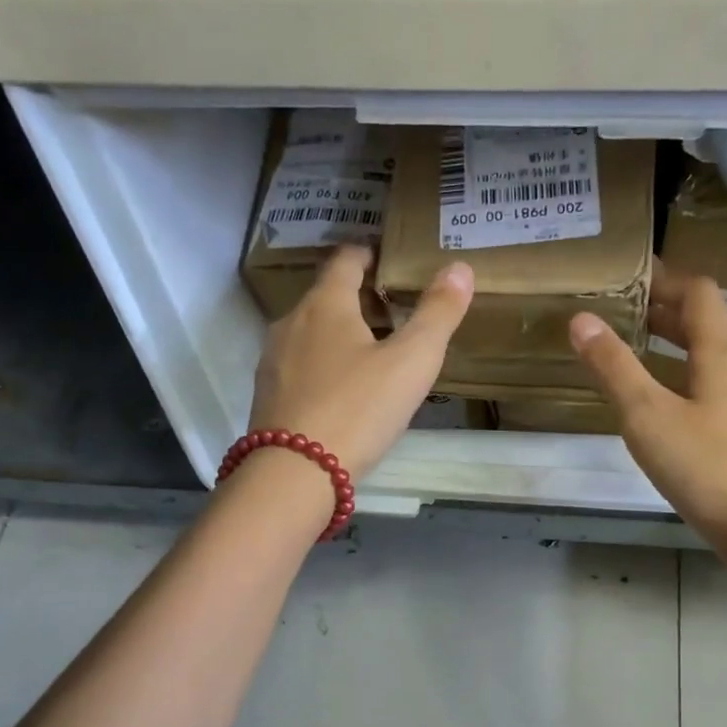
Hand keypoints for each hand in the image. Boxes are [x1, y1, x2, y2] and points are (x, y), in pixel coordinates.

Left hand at [249, 246, 473, 478]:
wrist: (293, 473)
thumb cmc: (358, 410)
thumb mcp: (411, 363)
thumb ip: (437, 314)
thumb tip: (460, 267)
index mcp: (326, 304)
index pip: (345, 259)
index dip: (368, 253)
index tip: (387, 257)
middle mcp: (291, 322)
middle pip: (326, 296)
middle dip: (357, 298)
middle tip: (392, 312)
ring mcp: (272, 359)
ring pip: (310, 333)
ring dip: (338, 334)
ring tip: (370, 354)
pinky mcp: (267, 394)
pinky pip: (299, 366)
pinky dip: (322, 365)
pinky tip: (341, 391)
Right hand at [569, 270, 726, 560]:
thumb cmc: (709, 470)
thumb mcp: (649, 418)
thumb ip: (615, 370)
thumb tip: (582, 320)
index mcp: (722, 359)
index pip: (699, 295)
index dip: (667, 278)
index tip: (632, 274)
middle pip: (708, 331)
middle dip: (667, 316)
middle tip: (624, 314)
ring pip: (713, 369)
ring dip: (678, 355)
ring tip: (640, 362)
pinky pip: (718, 401)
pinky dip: (689, 391)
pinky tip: (669, 421)